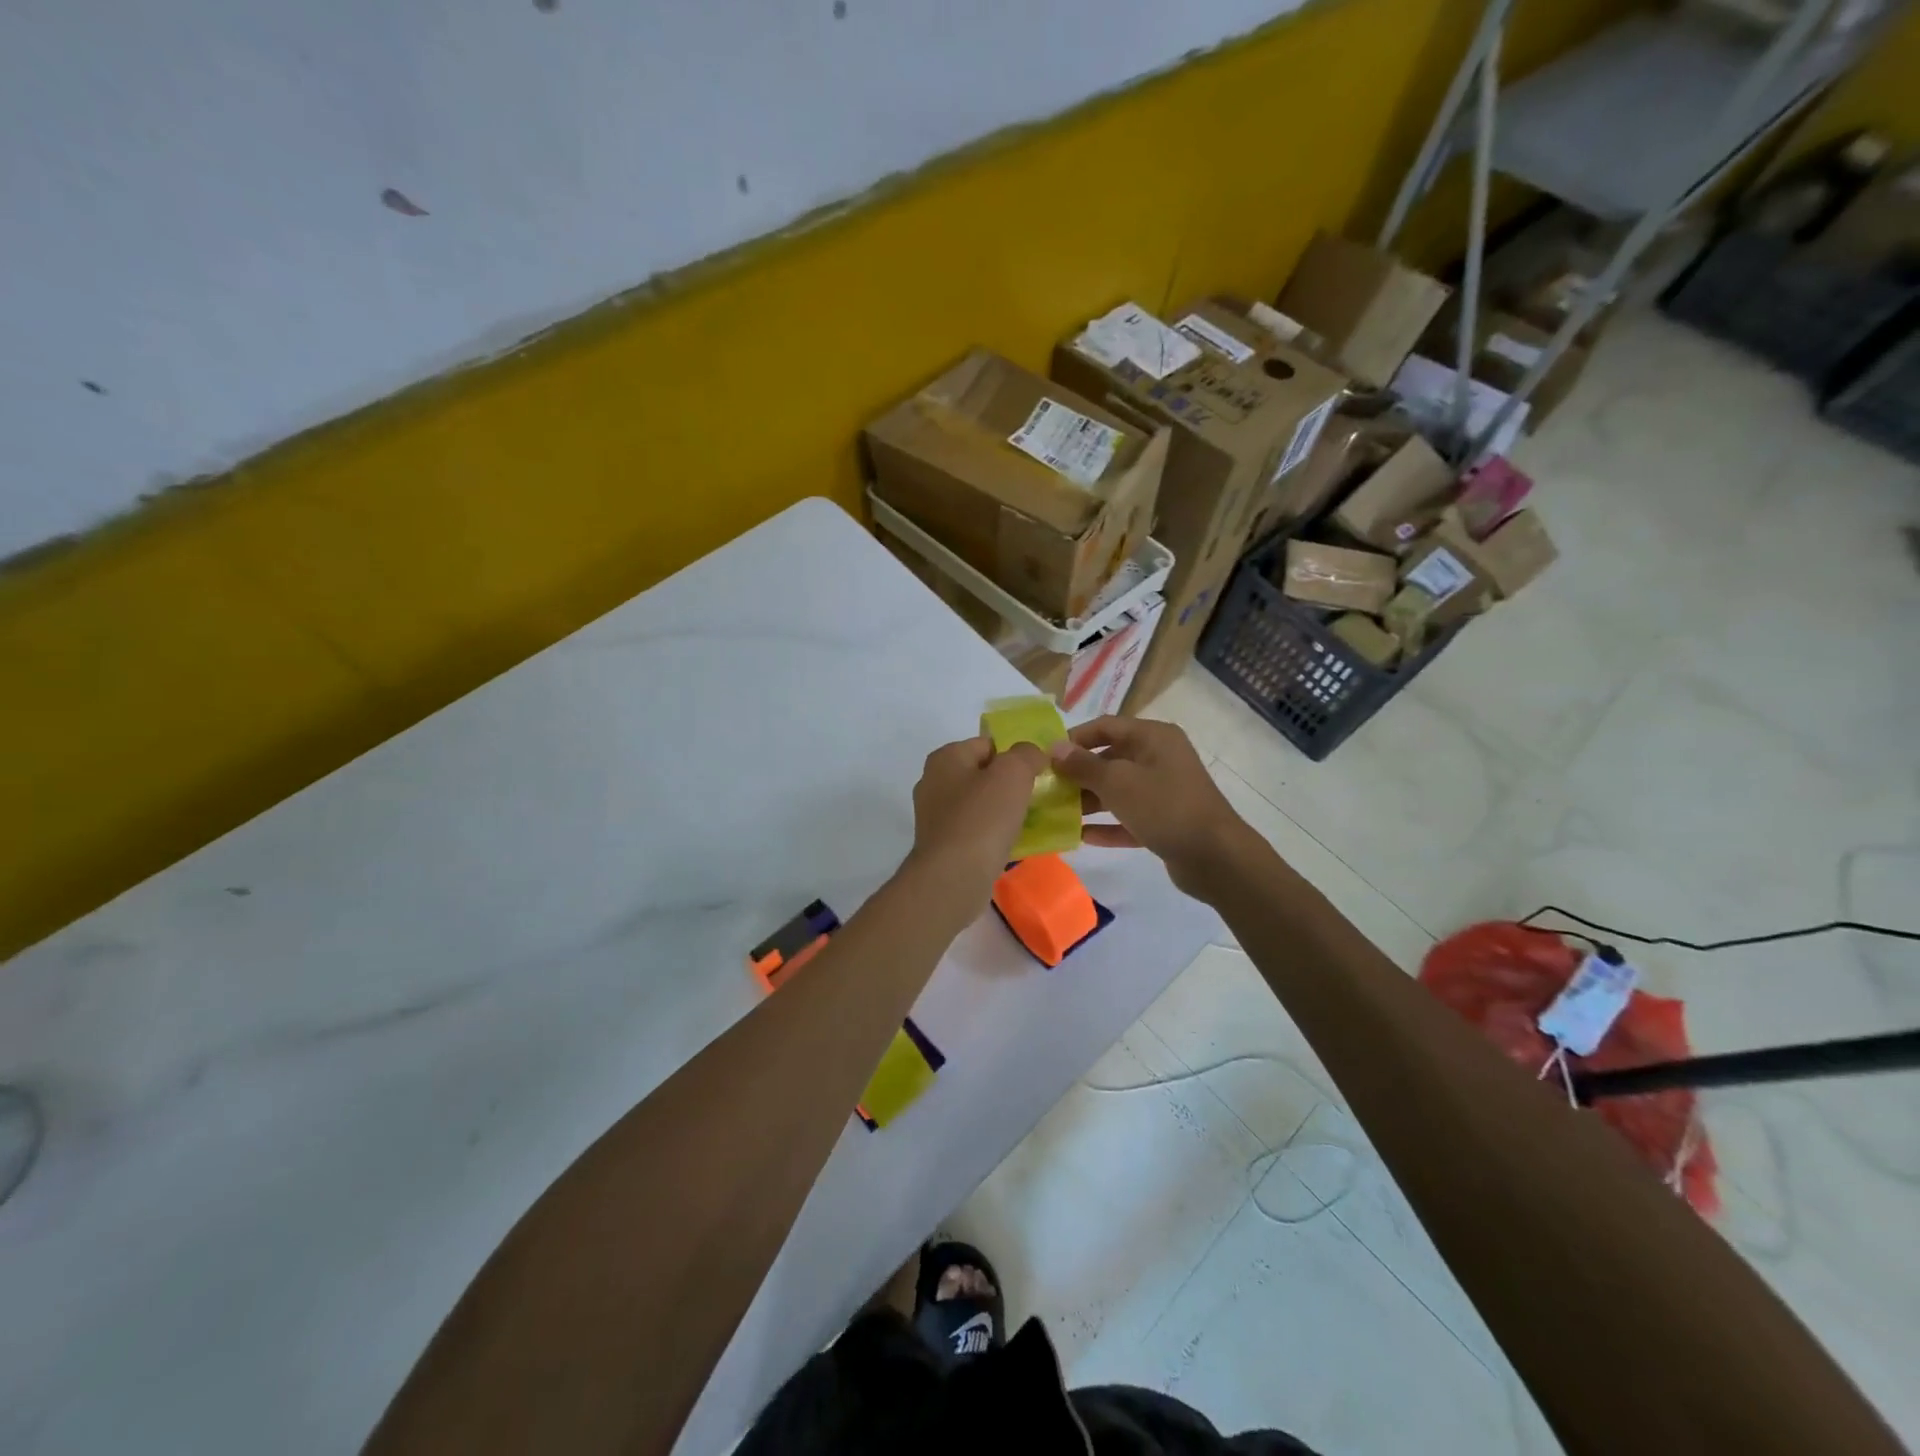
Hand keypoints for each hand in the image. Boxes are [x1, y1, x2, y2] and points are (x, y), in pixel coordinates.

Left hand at [907, 735, 1046, 905]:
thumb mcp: (1012, 773)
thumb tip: (1031, 754)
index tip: (1038, 773)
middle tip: (1037, 797)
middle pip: (982, 774)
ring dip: (1003, 811)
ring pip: (979, 805)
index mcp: (945, 758)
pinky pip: (975, 831)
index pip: (987, 744)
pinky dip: (993, 835)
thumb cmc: (982, 818)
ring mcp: (935, 817)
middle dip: (1010, 784)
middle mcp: (934, 783)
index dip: (1015, 755)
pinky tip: (1012, 844)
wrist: (953, 878)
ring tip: (1029, 822)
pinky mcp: (942, 846)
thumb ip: (1026, 754)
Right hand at [1048, 717, 1247, 895]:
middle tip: (1048, 789)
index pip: (1105, 726)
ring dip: (1090, 800)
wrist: (1215, 857)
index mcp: (1153, 737)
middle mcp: (1160, 758)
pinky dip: (1108, 825)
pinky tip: (1081, 836)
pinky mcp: (1166, 821)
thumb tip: (1054, 748)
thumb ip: (1083, 765)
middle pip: (1110, 758)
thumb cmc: (1164, 807)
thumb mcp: (1117, 782)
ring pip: (1119, 790)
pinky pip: (1129, 817)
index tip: (1046, 758)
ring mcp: (1164, 791)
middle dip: (1079, 773)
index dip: (1074, 739)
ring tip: (1058, 814)